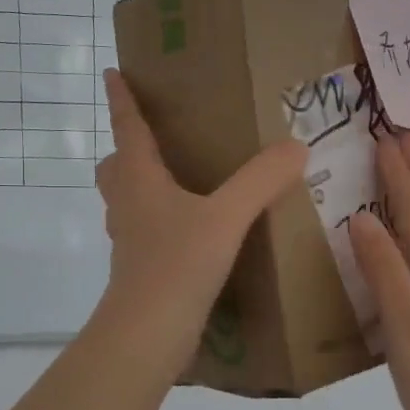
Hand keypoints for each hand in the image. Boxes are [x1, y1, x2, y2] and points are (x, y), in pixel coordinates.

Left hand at [92, 68, 306, 376]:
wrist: (148, 335)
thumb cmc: (177, 265)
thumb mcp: (227, 217)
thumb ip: (261, 181)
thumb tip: (296, 147)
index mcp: (139, 180)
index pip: (127, 128)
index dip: (121, 100)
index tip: (112, 73)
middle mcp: (128, 206)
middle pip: (115, 169)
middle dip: (127, 150)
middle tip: (156, 141)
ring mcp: (131, 242)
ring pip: (129, 202)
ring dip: (144, 187)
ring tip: (182, 184)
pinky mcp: (144, 271)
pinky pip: (148, 233)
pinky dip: (164, 223)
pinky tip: (196, 233)